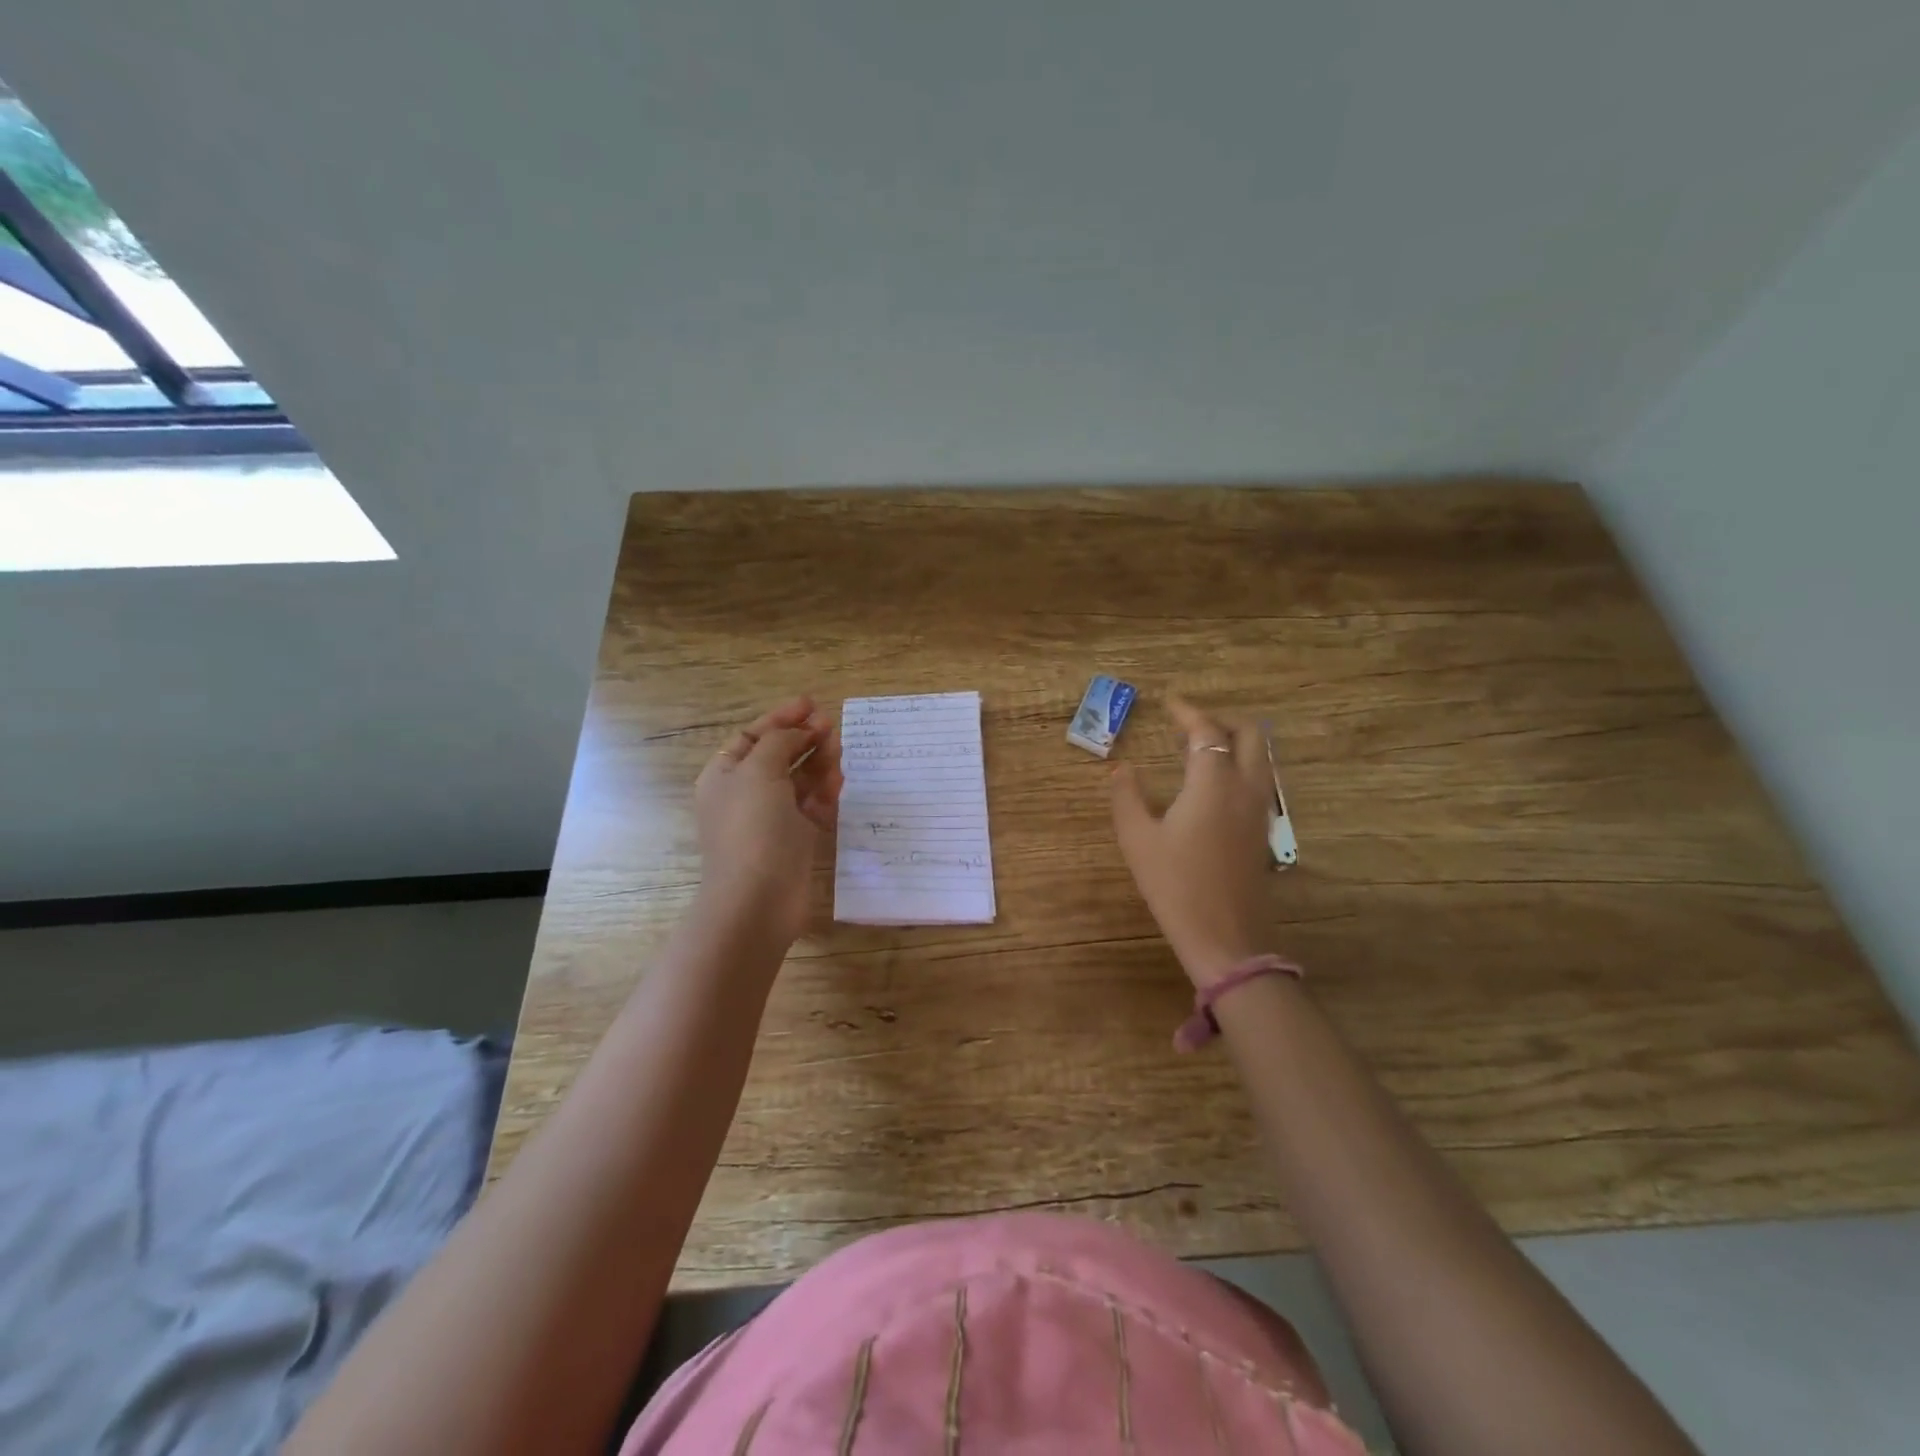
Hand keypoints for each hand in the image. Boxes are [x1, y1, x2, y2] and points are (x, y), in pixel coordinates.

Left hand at [693, 697, 842, 945]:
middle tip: (832, 727)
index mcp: (725, 774)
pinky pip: (811, 807)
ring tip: (839, 754)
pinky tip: (837, 786)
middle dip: (805, 738)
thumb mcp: (759, 771)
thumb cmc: (752, 828)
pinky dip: (824, 794)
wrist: (758, 899)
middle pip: (779, 755)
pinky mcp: (793, 839)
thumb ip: (780, 741)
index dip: (781, 718)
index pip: (753, 736)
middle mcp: (745, 793)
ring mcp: (770, 818)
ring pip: (799, 780)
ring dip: (819, 763)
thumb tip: (798, 732)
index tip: (811, 704)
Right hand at [1111, 698, 1275, 987]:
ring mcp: (1260, 811)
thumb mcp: (1137, 839)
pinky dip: (1239, 766)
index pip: (1206, 730)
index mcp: (1214, 783)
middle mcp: (1245, 788)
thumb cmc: (1175, 885)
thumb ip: (1126, 797)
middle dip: (1221, 720)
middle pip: (1250, 734)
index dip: (1188, 712)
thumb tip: (1120, 768)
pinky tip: (1212, 785)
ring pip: (1260, 757)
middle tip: (1189, 724)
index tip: (1168, 703)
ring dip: (1234, 742)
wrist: (1225, 938)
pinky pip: (1258, 781)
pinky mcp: (1263, 832)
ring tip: (1198, 750)